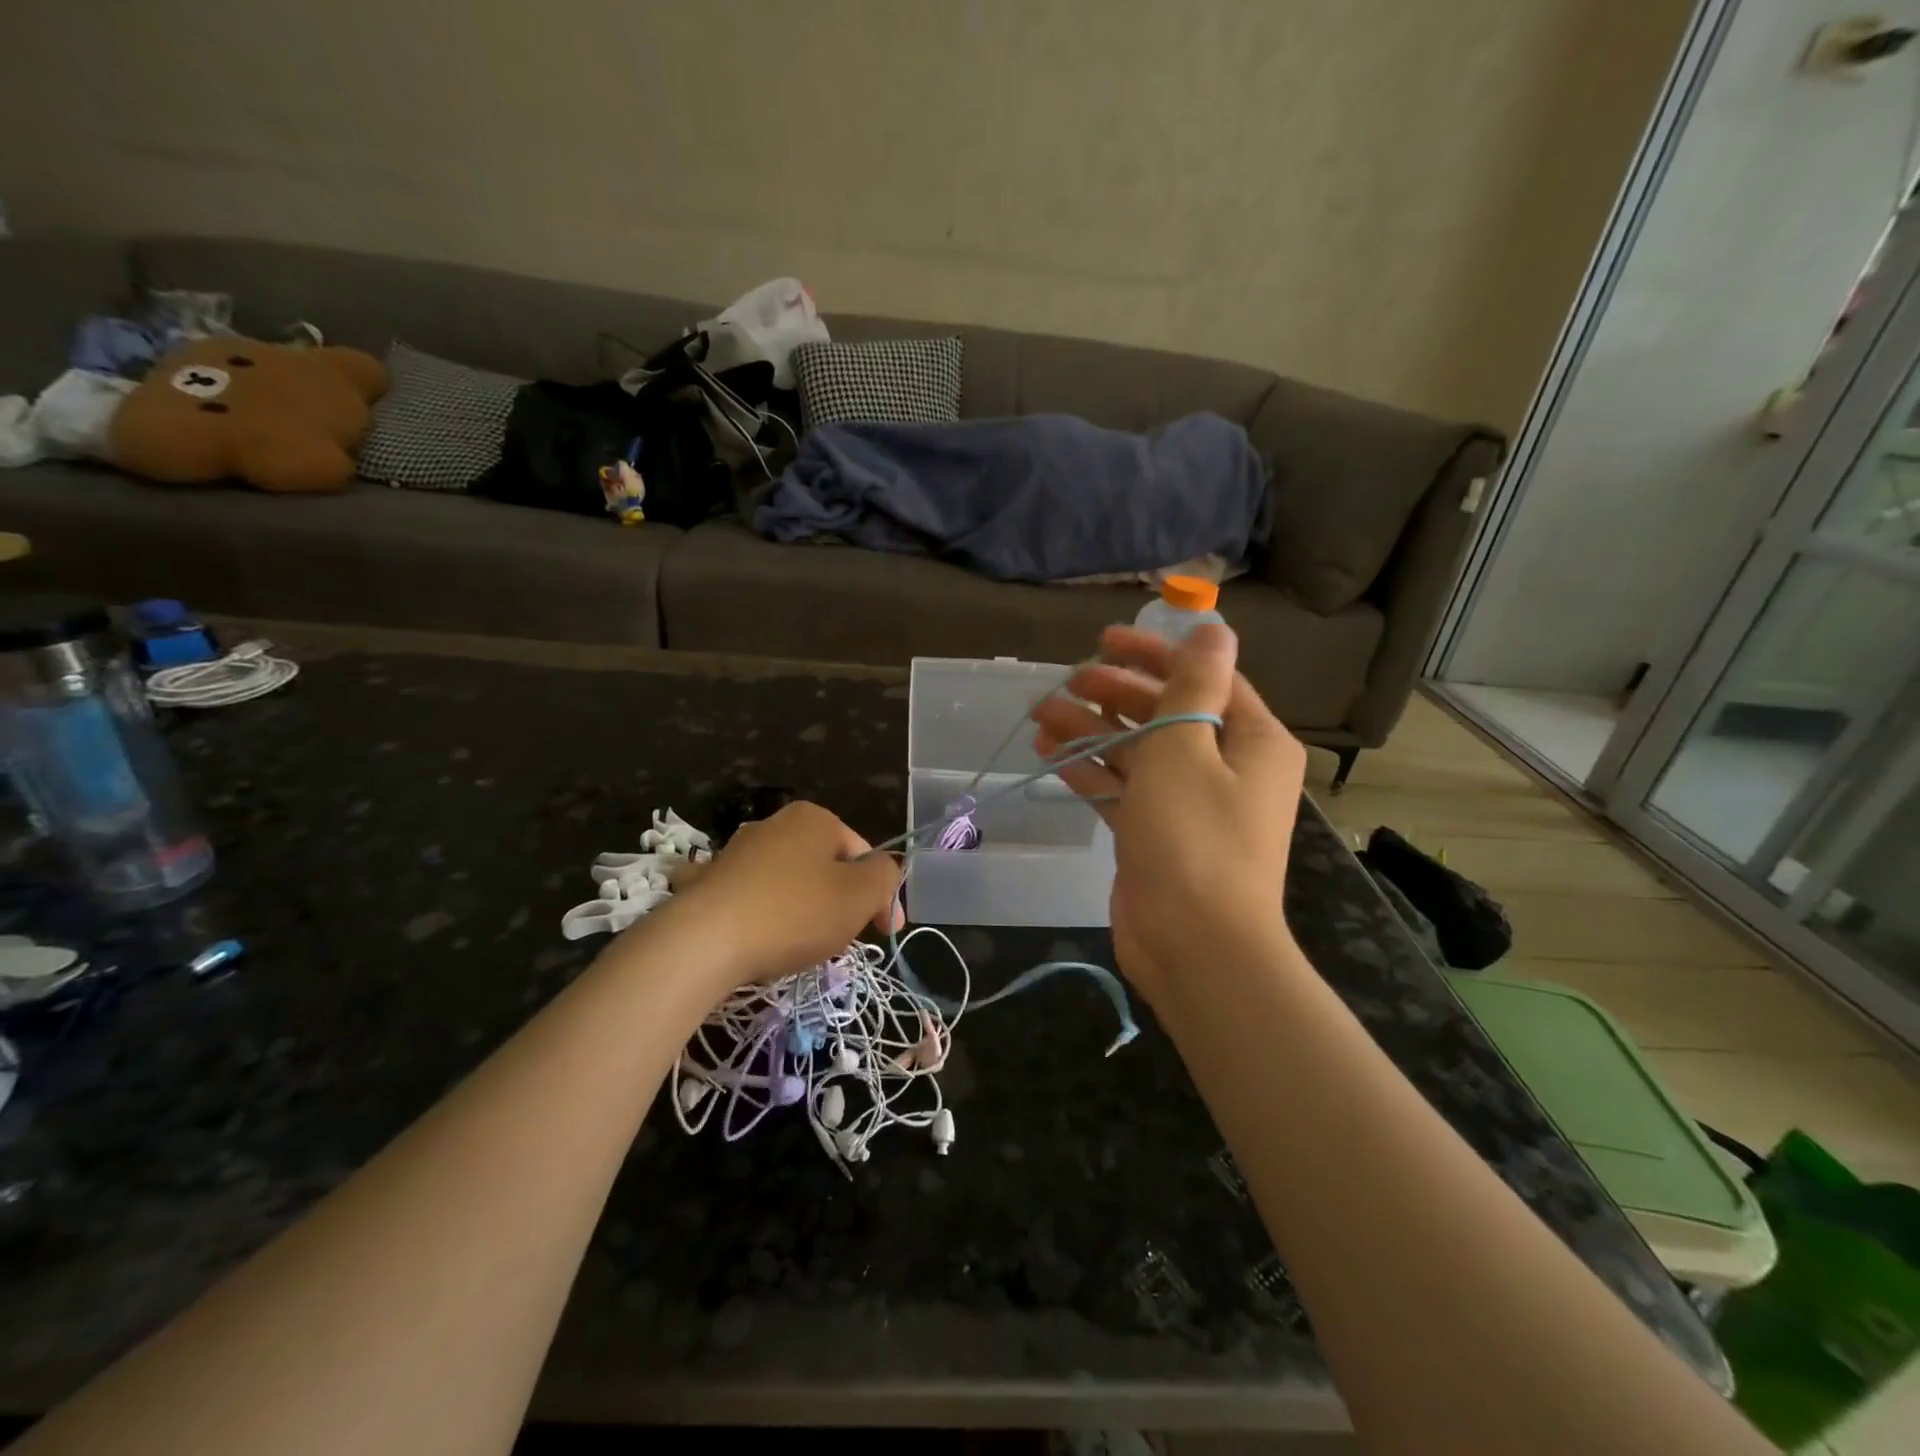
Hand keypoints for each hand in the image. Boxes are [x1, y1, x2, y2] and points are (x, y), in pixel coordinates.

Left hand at [662, 801, 902, 985]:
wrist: (704, 942)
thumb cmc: (795, 913)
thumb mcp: (861, 895)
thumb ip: (886, 876)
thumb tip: (883, 872)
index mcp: (814, 818)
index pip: (863, 854)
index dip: (880, 895)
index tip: (883, 933)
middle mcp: (773, 824)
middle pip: (825, 867)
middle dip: (839, 903)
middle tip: (840, 942)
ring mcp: (735, 851)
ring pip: (787, 882)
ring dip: (800, 910)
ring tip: (796, 948)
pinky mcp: (706, 882)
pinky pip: (746, 897)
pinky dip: (756, 913)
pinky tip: (753, 937)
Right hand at [1031, 624, 1306, 1004]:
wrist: (1195, 947)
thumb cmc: (1193, 838)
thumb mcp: (1186, 748)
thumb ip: (1193, 685)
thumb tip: (1215, 628)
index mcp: (1251, 739)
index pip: (1203, 678)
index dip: (1152, 654)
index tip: (1103, 642)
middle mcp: (1227, 766)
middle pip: (1165, 712)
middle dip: (1113, 694)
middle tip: (1065, 683)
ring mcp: (1191, 803)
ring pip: (1138, 751)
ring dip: (1092, 731)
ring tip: (1041, 716)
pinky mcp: (1159, 833)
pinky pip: (1126, 789)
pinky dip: (1092, 771)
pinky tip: (1051, 755)